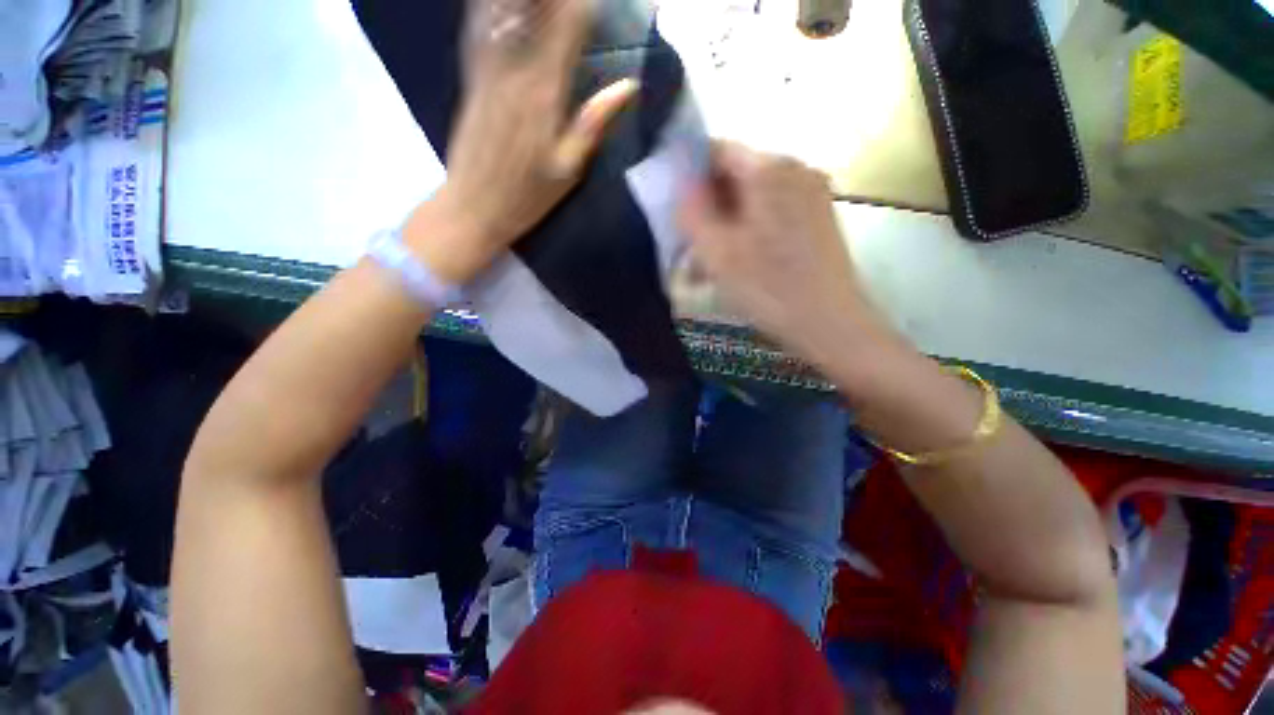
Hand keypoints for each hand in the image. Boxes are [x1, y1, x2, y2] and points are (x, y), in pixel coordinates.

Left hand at [407, 0, 638, 285]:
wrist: (473, 205)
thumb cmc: (527, 196)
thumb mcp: (569, 169)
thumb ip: (594, 123)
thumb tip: (627, 86)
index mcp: (545, 92)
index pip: (569, 24)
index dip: (585, 1)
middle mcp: (514, 68)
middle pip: (538, 6)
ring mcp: (488, 68)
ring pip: (507, 7)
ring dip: (531, 0)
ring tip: (551, 0)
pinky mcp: (472, 76)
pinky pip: (481, 23)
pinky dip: (493, 5)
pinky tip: (503, 3)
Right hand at [677, 142, 890, 362]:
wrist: (830, 324)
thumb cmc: (768, 288)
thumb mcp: (716, 251)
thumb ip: (691, 210)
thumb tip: (680, 181)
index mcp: (768, 168)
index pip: (716, 150)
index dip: (688, 177)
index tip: (676, 212)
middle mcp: (794, 168)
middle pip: (735, 176)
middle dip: (708, 208)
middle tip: (691, 246)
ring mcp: (811, 192)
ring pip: (752, 198)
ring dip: (725, 225)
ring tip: (710, 264)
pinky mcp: (817, 217)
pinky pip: (772, 213)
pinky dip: (748, 232)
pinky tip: (739, 263)